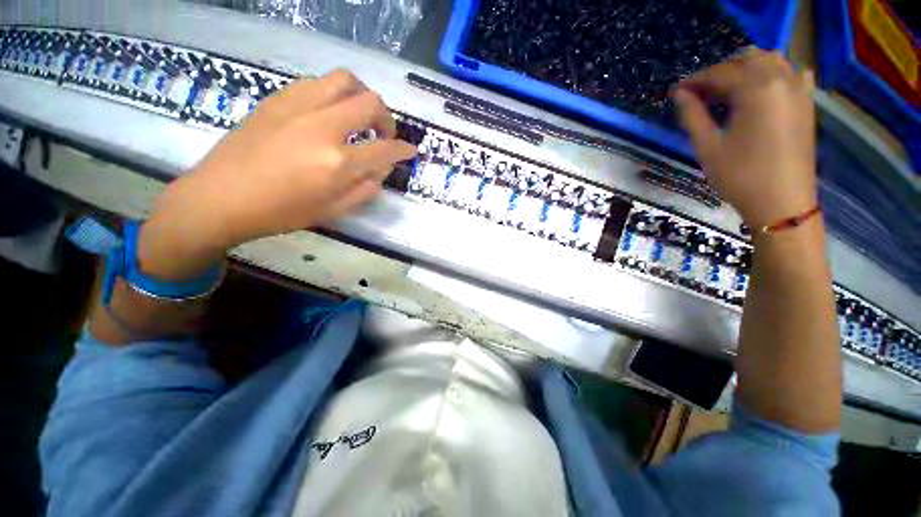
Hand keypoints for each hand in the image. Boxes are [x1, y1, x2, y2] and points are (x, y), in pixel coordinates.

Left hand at [138, 70, 416, 279]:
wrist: (220, 197)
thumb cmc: (281, 213)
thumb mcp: (333, 211)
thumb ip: (365, 189)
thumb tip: (381, 170)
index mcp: (337, 163)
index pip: (385, 150)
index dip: (404, 150)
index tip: (411, 151)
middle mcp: (322, 127)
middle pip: (370, 103)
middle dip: (387, 119)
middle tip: (384, 134)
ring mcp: (298, 107)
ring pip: (344, 81)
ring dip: (362, 97)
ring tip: (360, 116)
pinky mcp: (278, 99)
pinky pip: (317, 84)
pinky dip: (334, 95)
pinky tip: (330, 113)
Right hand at [672, 49, 816, 228]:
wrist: (782, 202)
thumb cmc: (740, 176)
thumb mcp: (707, 148)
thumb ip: (692, 116)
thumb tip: (680, 94)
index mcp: (756, 90)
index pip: (720, 73)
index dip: (695, 80)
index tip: (676, 91)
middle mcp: (781, 80)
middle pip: (746, 59)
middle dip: (719, 71)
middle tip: (699, 93)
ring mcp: (798, 90)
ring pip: (770, 60)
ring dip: (745, 68)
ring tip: (725, 89)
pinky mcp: (806, 102)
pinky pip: (792, 72)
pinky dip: (773, 72)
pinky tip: (762, 87)